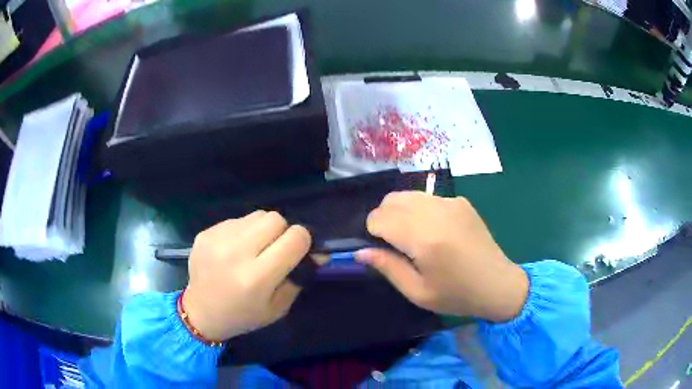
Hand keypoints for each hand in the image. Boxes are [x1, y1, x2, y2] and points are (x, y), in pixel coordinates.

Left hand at [182, 211, 311, 340]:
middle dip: (283, 231)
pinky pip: (237, 220)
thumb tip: (319, 251)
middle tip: (274, 249)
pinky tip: (234, 250)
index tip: (298, 251)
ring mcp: (217, 239)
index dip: (303, 241)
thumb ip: (300, 276)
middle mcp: (236, 253)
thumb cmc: (243, 316)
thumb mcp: (279, 307)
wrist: (201, 312)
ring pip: (257, 215)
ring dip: (262, 229)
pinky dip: (243, 231)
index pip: (295, 238)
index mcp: (256, 278)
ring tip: (253, 249)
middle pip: (275, 218)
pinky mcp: (206, 232)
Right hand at [356, 192, 528, 321]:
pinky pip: (428, 198)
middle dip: (384, 219)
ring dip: (400, 211)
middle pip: (391, 200)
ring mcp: (451, 202)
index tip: (382, 249)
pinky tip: (434, 231)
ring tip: (413, 236)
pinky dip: (420, 209)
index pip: (379, 218)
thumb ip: (387, 267)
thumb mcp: (417, 292)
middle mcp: (436, 212)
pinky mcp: (461, 201)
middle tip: (395, 244)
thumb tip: (360, 252)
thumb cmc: (456, 295)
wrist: (497, 284)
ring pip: (408, 195)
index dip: (372, 232)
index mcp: (424, 238)